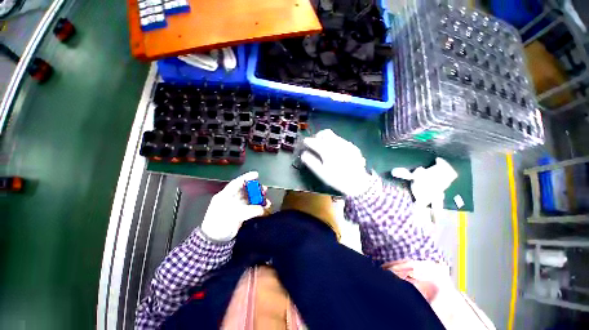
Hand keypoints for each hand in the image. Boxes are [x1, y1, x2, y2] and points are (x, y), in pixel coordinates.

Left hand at [200, 171, 270, 240]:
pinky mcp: (240, 213)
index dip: (247, 178)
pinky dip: (258, 206)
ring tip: (266, 200)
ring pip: (250, 198)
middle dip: (256, 189)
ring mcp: (236, 206)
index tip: (257, 174)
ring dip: (259, 198)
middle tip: (265, 190)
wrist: (215, 241)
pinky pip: (251, 207)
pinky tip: (264, 207)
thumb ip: (250, 210)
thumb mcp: (234, 216)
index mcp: (225, 195)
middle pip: (245, 190)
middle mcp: (231, 198)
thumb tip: (263, 209)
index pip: (236, 183)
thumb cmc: (220, 225)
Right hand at [301, 129, 371, 196]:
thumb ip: (311, 162)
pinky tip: (337, 153)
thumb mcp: (321, 172)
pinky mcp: (353, 147)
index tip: (305, 144)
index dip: (307, 141)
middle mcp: (337, 143)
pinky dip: (336, 144)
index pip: (314, 141)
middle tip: (316, 144)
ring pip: (334, 136)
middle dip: (318, 136)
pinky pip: (342, 141)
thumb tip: (303, 154)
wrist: (357, 183)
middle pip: (325, 133)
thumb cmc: (336, 179)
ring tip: (326, 149)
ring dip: (327, 140)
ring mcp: (346, 144)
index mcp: (327, 150)